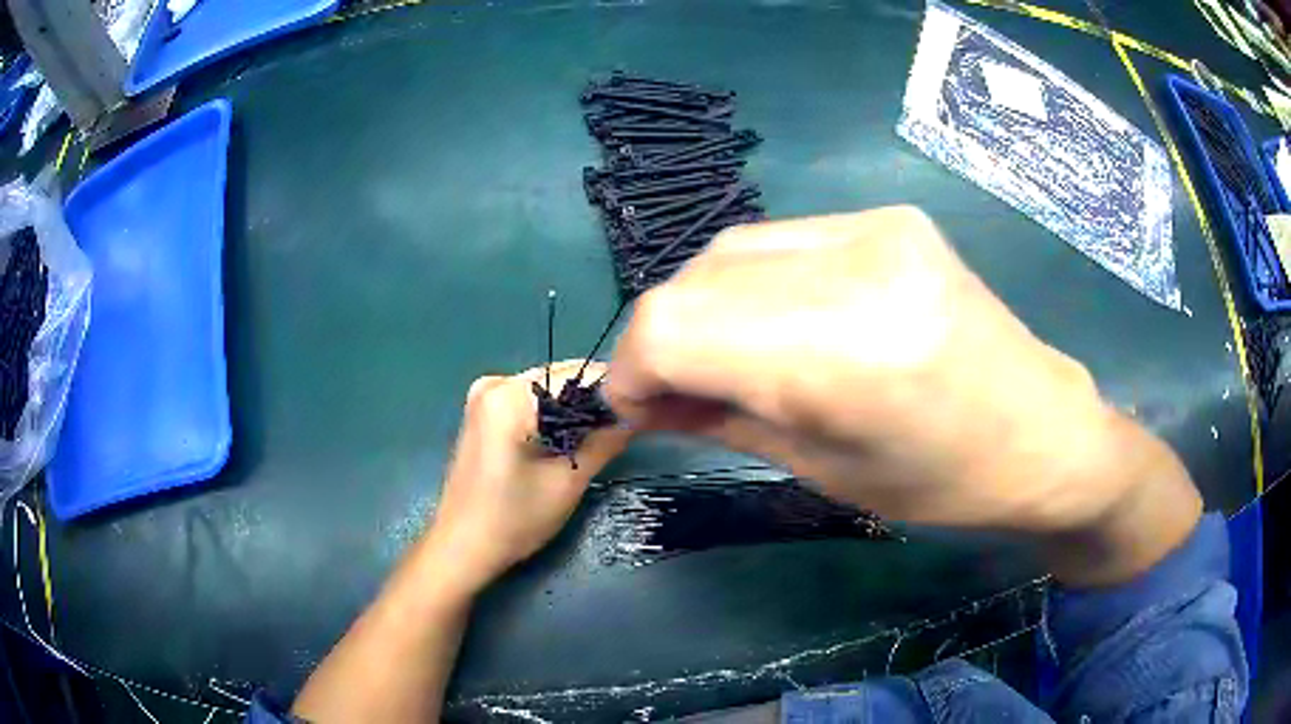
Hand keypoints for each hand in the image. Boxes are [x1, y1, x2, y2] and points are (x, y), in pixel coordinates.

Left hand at [424, 360, 630, 596]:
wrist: (461, 547)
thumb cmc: (513, 520)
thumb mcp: (568, 481)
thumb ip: (606, 439)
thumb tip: (641, 410)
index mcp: (509, 395)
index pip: (577, 375)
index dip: (617, 389)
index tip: (649, 407)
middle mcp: (494, 383)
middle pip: (560, 378)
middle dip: (597, 397)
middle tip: (635, 419)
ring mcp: (484, 396)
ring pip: (548, 389)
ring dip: (578, 406)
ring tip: (611, 429)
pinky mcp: (484, 412)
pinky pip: (531, 401)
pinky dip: (555, 414)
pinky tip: (574, 436)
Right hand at [607, 208, 1199, 583]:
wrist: (1041, 430)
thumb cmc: (944, 482)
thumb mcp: (822, 469)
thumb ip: (718, 418)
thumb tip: (640, 396)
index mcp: (847, 353)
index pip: (678, 327)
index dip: (633, 369)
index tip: (634, 408)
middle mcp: (858, 266)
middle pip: (695, 280)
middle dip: (664, 342)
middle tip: (671, 394)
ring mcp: (876, 227)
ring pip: (729, 250)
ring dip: (704, 309)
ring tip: (723, 359)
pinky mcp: (887, 217)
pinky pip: (779, 242)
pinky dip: (749, 284)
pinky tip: (773, 323)